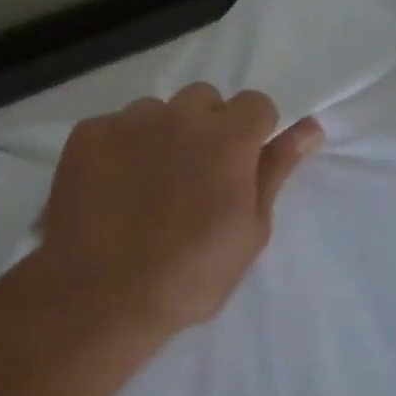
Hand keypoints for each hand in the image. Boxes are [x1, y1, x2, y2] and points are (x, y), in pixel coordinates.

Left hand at [36, 85, 323, 334]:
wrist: (101, 295)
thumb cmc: (189, 274)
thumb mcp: (249, 230)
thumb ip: (276, 170)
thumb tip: (308, 127)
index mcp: (226, 137)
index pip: (255, 104)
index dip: (251, 134)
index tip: (239, 167)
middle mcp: (178, 115)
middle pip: (203, 100)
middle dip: (206, 128)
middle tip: (193, 178)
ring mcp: (127, 120)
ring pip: (155, 111)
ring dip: (159, 136)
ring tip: (145, 186)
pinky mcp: (87, 133)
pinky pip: (113, 126)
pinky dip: (118, 149)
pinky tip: (110, 188)